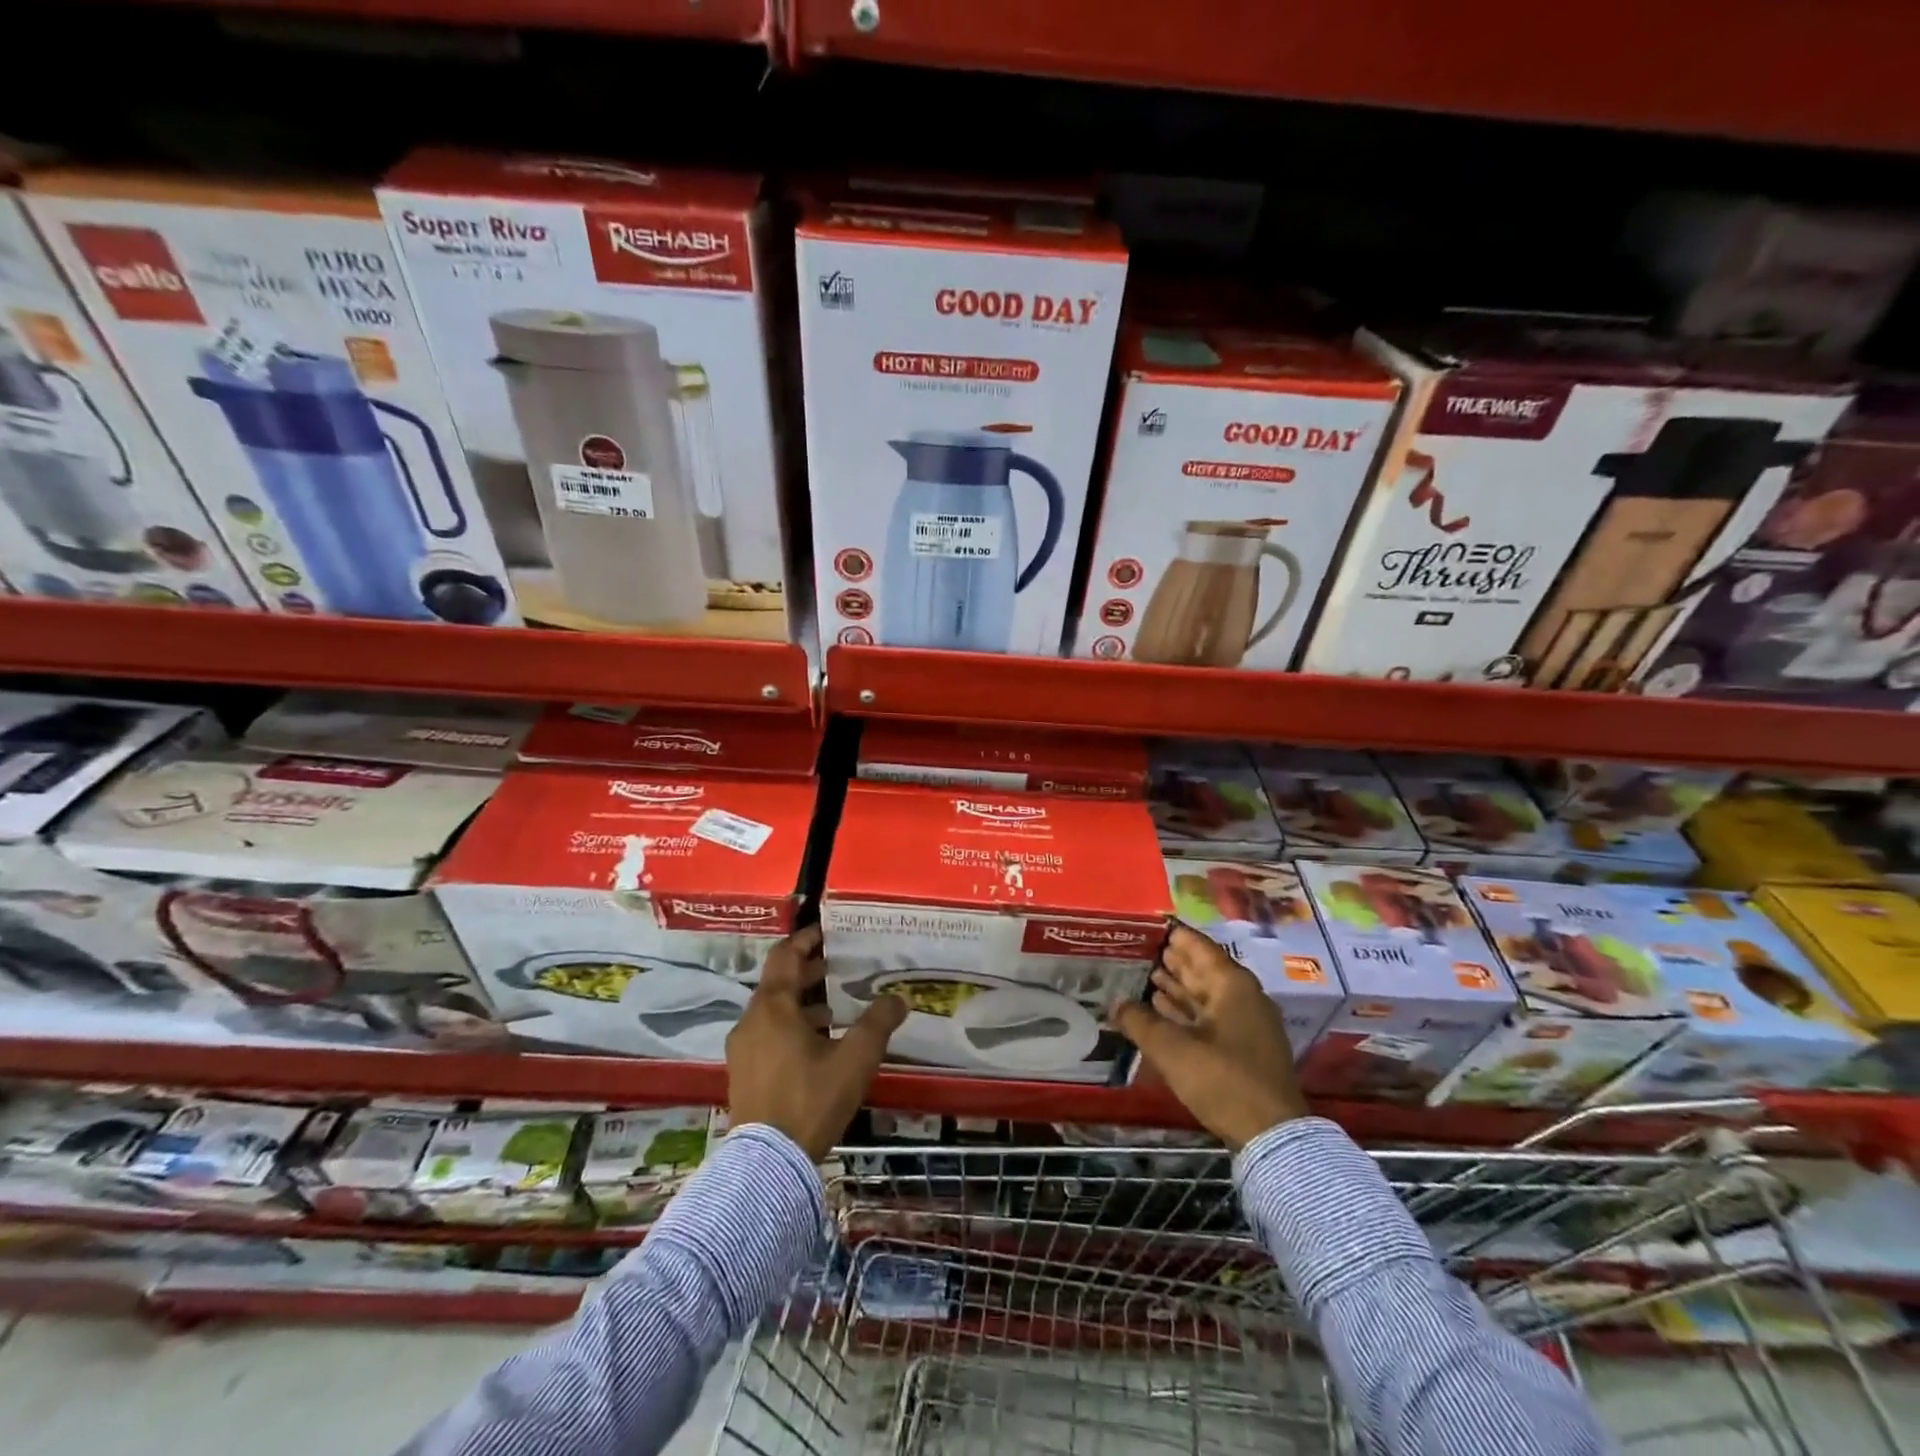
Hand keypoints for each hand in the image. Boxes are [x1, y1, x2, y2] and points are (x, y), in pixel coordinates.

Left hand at [726, 925, 907, 1159]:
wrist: (767, 1163)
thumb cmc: (811, 1099)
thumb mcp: (854, 1059)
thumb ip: (878, 1023)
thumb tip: (898, 997)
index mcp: (774, 1007)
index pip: (785, 955)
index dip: (806, 940)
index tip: (828, 932)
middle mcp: (752, 1020)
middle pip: (778, 982)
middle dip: (808, 971)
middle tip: (838, 967)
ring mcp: (743, 1048)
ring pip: (772, 1010)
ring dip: (800, 1002)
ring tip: (833, 1009)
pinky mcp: (743, 1073)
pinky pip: (766, 1034)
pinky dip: (789, 1026)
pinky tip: (815, 1045)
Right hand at [1110, 924, 1309, 1151]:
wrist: (1271, 1135)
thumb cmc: (1221, 1079)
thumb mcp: (1171, 1048)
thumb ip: (1139, 1021)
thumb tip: (1115, 1002)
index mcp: (1232, 985)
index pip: (1199, 947)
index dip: (1173, 935)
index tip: (1148, 926)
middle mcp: (1243, 997)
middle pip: (1203, 970)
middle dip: (1173, 960)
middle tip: (1140, 949)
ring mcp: (1246, 1024)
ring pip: (1206, 995)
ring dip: (1178, 986)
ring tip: (1147, 975)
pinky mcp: (1244, 1049)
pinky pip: (1209, 1017)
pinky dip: (1186, 1011)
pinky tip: (1162, 1009)